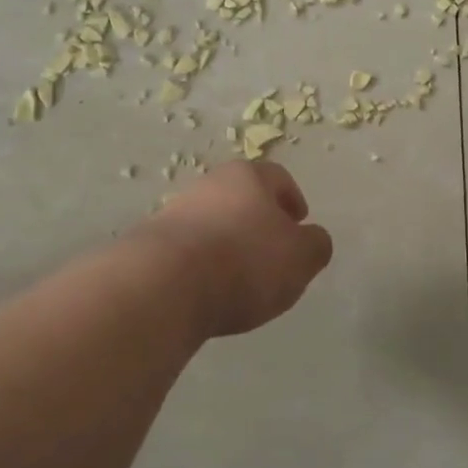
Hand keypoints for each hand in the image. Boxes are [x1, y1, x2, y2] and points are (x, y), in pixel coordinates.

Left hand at [141, 161, 334, 337]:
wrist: (164, 285)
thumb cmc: (245, 262)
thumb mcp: (301, 257)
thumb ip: (316, 245)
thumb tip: (312, 239)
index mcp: (248, 176)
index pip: (278, 178)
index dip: (293, 200)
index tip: (299, 223)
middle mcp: (209, 184)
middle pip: (242, 198)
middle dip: (259, 222)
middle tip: (272, 253)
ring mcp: (175, 211)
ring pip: (213, 222)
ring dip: (229, 243)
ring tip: (240, 280)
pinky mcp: (151, 243)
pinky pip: (189, 249)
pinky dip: (203, 264)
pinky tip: (209, 290)